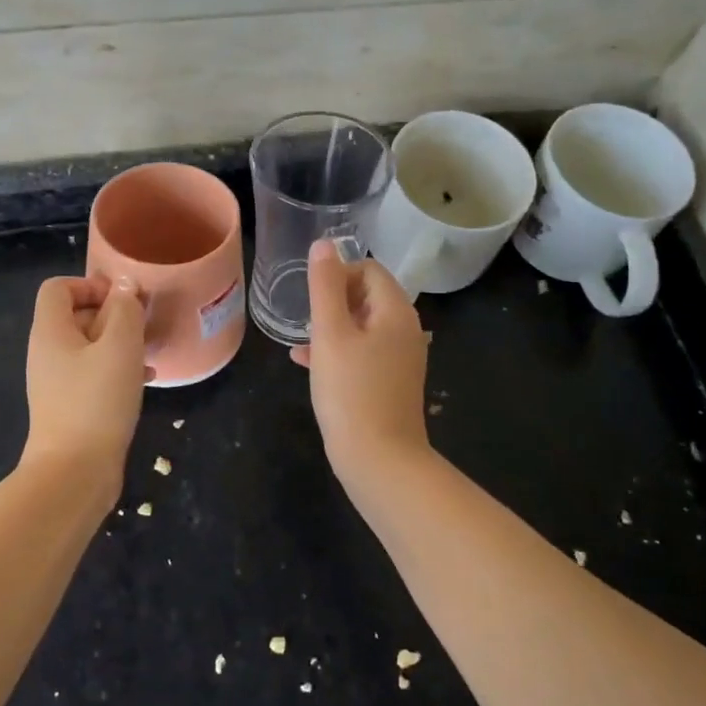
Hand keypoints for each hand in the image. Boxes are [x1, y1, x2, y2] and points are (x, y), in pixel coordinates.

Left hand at [23, 275, 148, 475]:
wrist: (74, 472)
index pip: (58, 288)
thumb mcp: (120, 347)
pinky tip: (145, 381)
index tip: (123, 302)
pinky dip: (116, 370)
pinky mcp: (70, 406)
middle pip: (75, 315)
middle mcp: (47, 352)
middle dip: (111, 315)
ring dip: (119, 343)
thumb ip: (125, 310)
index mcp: (50, 332)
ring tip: (148, 352)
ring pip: (89, 347)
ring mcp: (56, 382)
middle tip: (142, 327)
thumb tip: (124, 286)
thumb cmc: (97, 401)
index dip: (90, 284)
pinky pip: (93, 374)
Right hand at [291, 239, 431, 483]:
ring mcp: (401, 359)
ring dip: (331, 327)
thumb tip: (324, 244)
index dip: (338, 274)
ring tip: (300, 341)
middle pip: (367, 296)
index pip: (369, 269)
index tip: (311, 297)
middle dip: (332, 301)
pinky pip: (363, 353)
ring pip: (362, 326)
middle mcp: (405, 330)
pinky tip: (306, 364)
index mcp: (396, 312)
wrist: (380, 461)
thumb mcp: (330, 334)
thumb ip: (324, 286)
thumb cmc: (351, 392)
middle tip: (304, 320)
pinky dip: (338, 351)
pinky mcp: (391, 383)